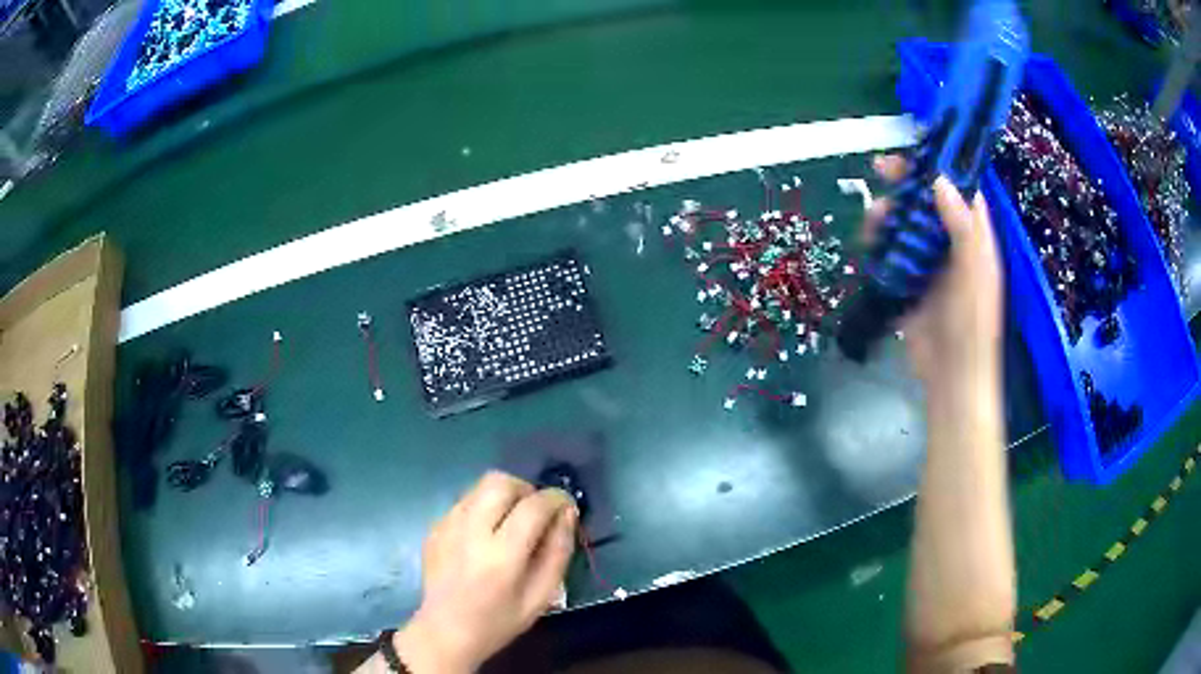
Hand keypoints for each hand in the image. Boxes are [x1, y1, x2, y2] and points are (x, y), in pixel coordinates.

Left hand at [395, 471, 577, 672]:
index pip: (533, 506)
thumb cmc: (499, 620)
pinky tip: (485, 535)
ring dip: (503, 495)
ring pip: (480, 486)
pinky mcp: (434, 527)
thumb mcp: (542, 595)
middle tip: (535, 512)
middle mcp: (471, 532)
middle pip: (501, 482)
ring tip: (510, 522)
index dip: (556, 498)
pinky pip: (465, 501)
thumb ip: (558, 552)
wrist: (446, 631)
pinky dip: (483, 508)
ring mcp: (447, 526)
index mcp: (501, 556)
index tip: (565, 505)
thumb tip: (567, 513)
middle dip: (526, 489)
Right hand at [866, 155, 1003, 399]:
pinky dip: (878, 244)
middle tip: (881, 168)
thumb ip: (962, 226)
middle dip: (905, 184)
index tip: (916, 149)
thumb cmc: (972, 324)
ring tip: (873, 218)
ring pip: (906, 225)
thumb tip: (939, 180)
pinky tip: (868, 242)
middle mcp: (951, 245)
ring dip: (888, 215)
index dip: (941, 167)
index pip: (960, 191)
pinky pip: (891, 254)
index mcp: (973, 238)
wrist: (950, 377)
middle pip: (928, 203)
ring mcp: (929, 264)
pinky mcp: (908, 283)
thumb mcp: (974, 271)